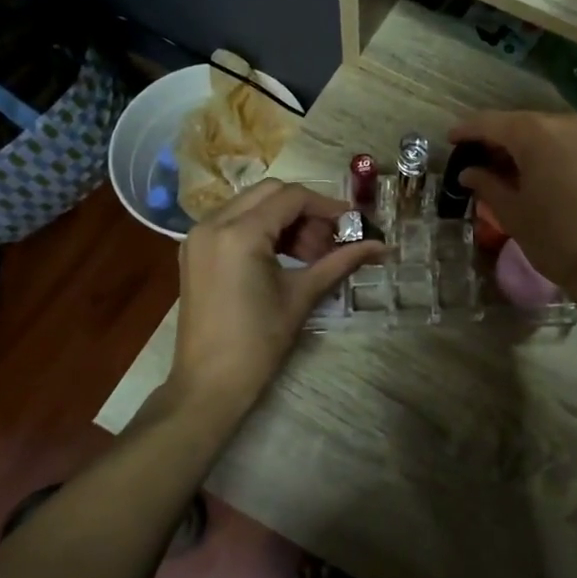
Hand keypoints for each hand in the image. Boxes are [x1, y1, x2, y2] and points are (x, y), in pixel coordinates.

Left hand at [170, 180, 382, 411]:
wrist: (209, 384)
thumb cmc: (258, 342)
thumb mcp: (302, 295)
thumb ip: (341, 262)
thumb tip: (382, 245)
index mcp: (239, 233)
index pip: (291, 198)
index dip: (326, 206)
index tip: (353, 223)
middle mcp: (213, 223)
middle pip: (270, 193)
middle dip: (305, 211)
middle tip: (330, 241)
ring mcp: (198, 235)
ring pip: (251, 204)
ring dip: (284, 220)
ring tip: (311, 254)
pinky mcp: (194, 250)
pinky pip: (233, 221)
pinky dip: (261, 229)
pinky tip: (284, 256)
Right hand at [447, 111, 576, 315]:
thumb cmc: (555, 239)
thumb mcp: (512, 212)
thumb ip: (486, 184)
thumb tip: (468, 172)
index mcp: (536, 133)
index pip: (491, 123)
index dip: (467, 130)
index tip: (450, 139)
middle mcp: (566, 123)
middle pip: (520, 123)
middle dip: (496, 138)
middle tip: (475, 158)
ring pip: (546, 131)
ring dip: (523, 145)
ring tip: (503, 167)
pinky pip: (568, 143)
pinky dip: (548, 151)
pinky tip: (536, 172)